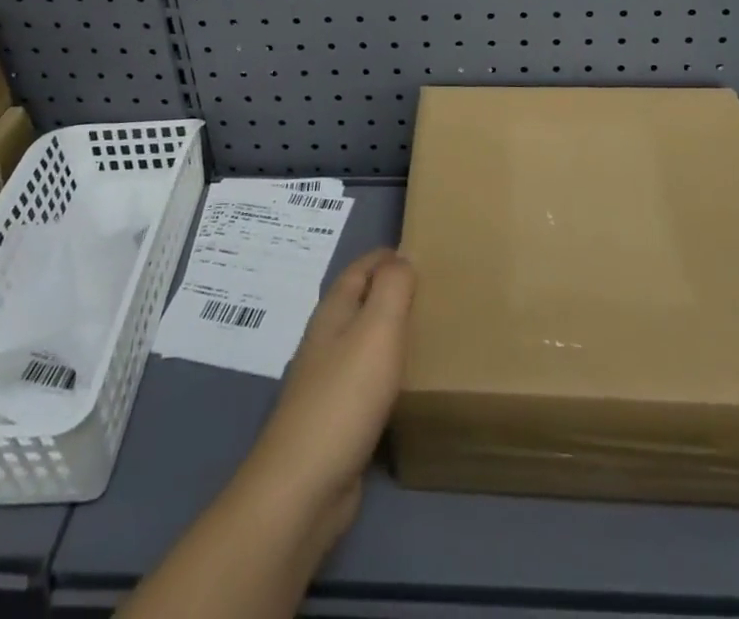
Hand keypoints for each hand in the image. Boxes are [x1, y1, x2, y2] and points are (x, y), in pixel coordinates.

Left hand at [238, 248, 415, 538]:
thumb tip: (403, 257)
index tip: (421, 253)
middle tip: (433, 292)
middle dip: (390, 291)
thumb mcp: (377, 329)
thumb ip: (392, 288)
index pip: (360, 268)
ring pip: (363, 341)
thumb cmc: (345, 396)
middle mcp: (327, 339)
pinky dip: (388, 370)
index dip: (387, 257)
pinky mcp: (336, 419)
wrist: (304, 485)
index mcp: (333, 312)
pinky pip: (367, 379)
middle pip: (360, 302)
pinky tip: (407, 383)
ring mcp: (327, 380)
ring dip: (390, 332)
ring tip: (427, 332)